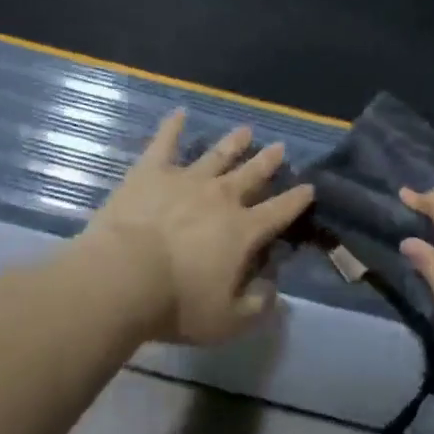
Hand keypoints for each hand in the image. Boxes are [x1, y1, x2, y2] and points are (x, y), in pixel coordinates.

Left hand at [84, 111, 313, 345]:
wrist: (125, 275)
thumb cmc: (178, 303)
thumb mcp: (226, 321)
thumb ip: (256, 307)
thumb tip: (273, 291)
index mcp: (242, 231)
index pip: (278, 212)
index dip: (296, 200)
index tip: (309, 187)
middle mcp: (221, 197)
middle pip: (251, 175)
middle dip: (268, 162)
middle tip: (280, 147)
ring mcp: (187, 178)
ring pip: (217, 155)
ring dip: (233, 143)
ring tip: (245, 130)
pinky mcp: (152, 171)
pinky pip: (165, 142)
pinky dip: (172, 126)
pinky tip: (179, 112)